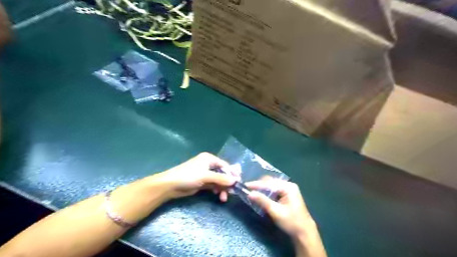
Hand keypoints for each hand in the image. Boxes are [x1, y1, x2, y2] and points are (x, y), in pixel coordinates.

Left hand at [156, 153, 238, 200]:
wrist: (170, 185)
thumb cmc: (188, 176)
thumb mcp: (206, 176)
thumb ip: (221, 178)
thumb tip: (235, 181)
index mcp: (209, 159)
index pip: (224, 165)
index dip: (232, 173)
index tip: (238, 182)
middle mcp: (208, 165)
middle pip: (222, 173)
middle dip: (227, 182)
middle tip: (232, 192)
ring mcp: (205, 174)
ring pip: (218, 181)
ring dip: (222, 188)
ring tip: (223, 197)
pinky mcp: (202, 182)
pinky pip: (213, 185)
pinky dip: (217, 190)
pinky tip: (218, 196)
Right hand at [247, 179, 324, 256]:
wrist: (304, 233)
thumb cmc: (291, 222)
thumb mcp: (276, 211)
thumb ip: (262, 201)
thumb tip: (249, 193)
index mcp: (288, 187)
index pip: (269, 183)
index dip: (256, 184)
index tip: (246, 185)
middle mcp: (288, 185)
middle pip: (270, 182)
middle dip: (259, 185)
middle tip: (248, 188)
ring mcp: (288, 190)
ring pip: (271, 186)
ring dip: (262, 189)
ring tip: (252, 191)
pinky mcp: (287, 195)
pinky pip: (274, 190)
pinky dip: (267, 192)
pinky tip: (261, 195)